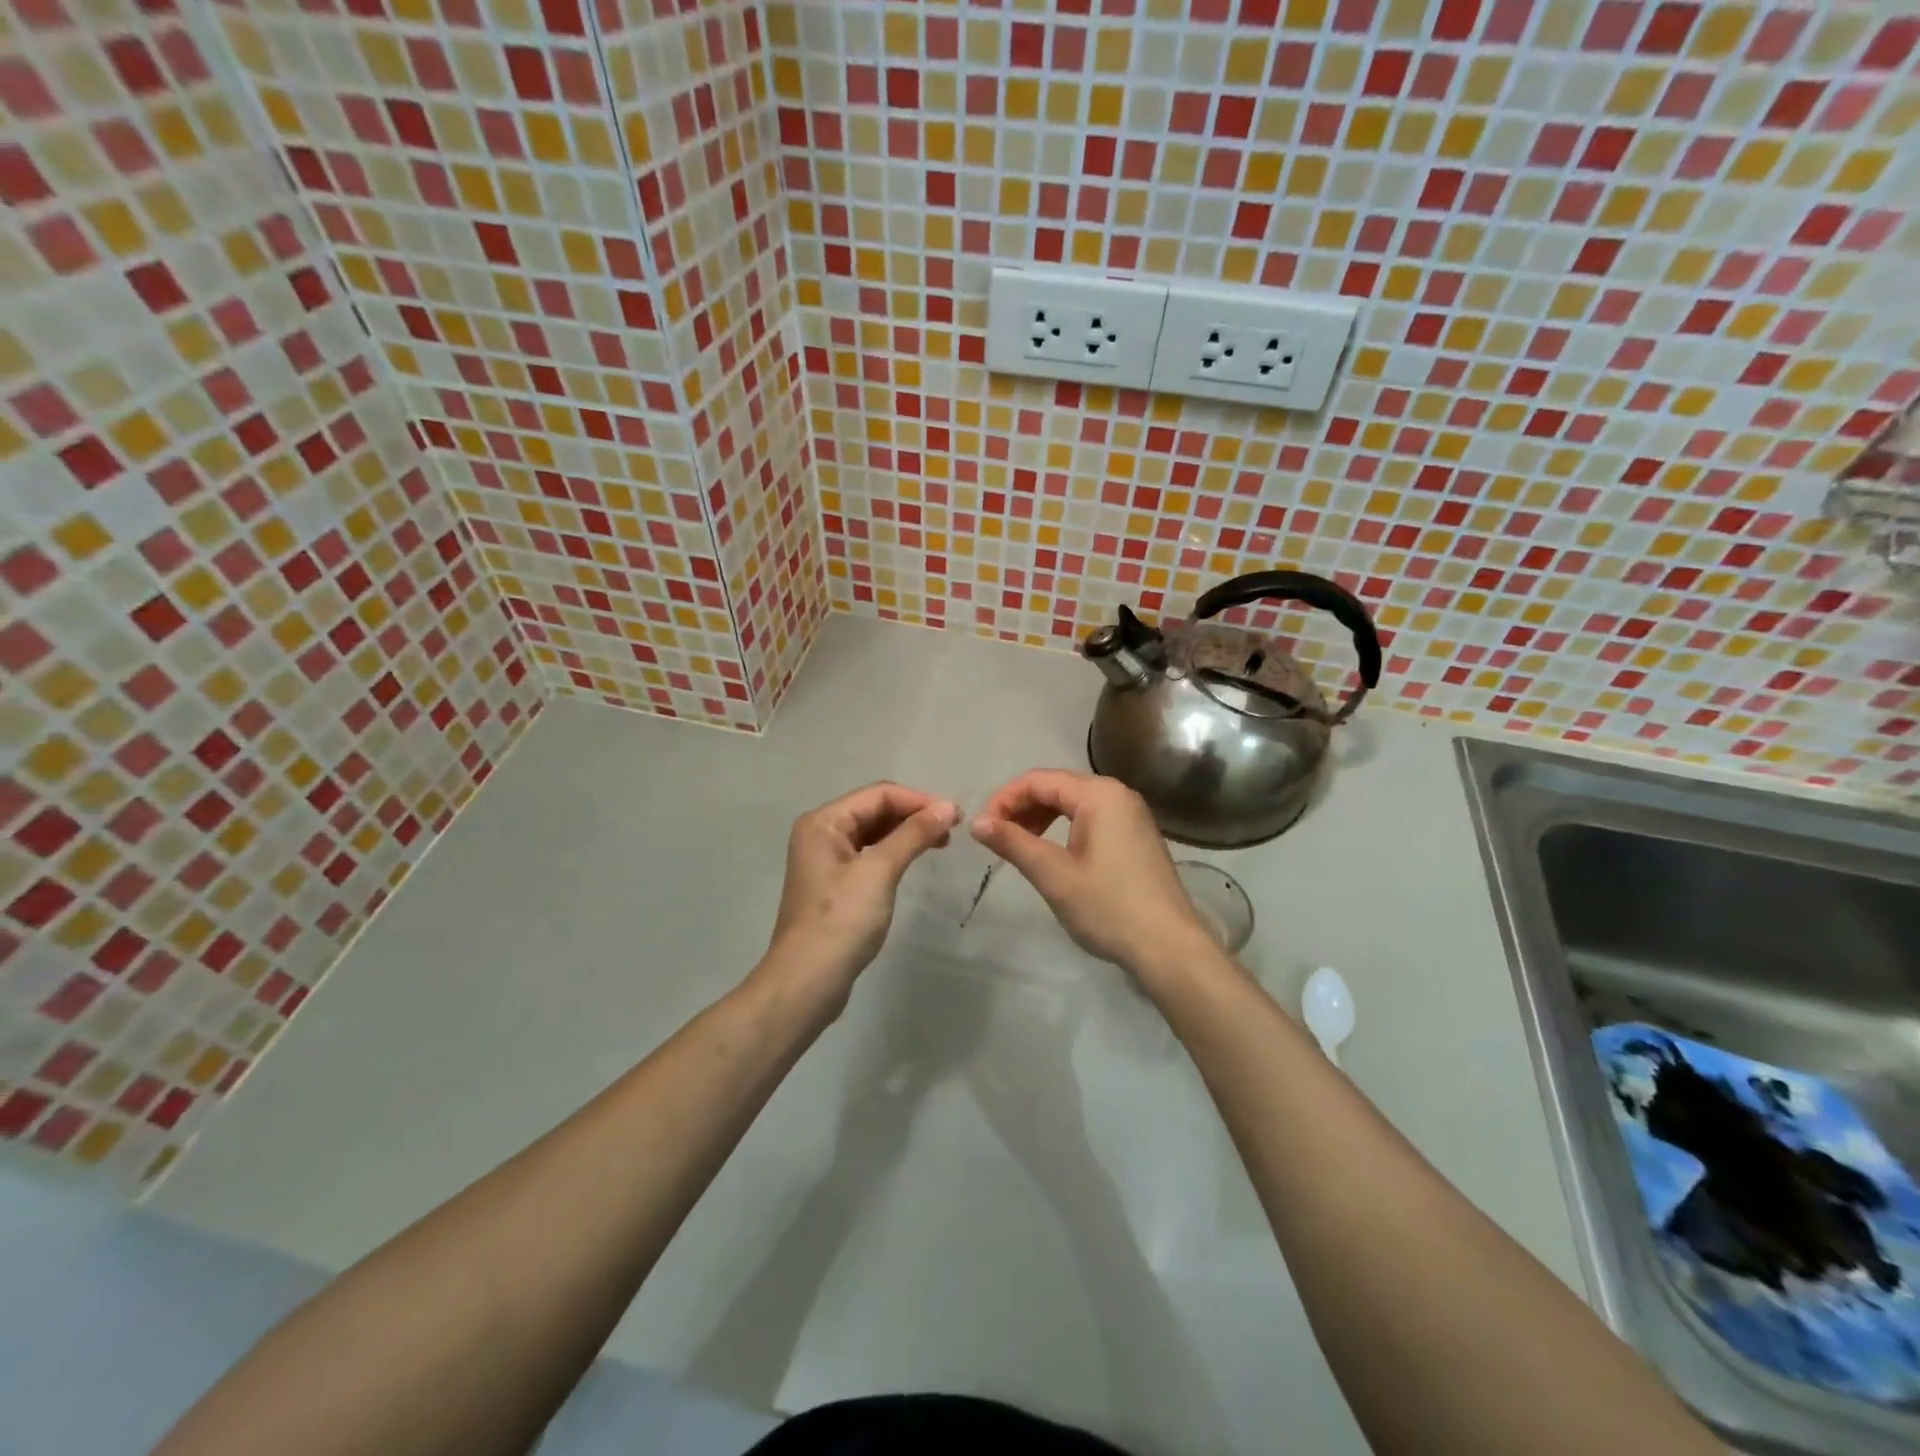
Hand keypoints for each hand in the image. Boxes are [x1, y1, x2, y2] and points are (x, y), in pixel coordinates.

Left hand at [760, 783, 958, 1008]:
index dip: (918, 800)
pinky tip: (913, 860)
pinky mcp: (835, 883)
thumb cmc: (841, 922)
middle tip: (952, 830)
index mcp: (824, 822)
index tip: (955, 815)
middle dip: (913, 815)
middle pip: (875, 809)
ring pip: (873, 832)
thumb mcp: (879, 872)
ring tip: (940, 844)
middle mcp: (821, 832)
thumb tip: (947, 807)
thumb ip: (913, 835)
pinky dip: (894, 852)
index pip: (878, 794)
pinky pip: (869, 854)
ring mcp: (826, 859)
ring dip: (906, 833)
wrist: (806, 983)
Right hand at [970, 770, 1217, 986]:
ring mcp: (1131, 814)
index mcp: (1099, 794)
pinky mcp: (1136, 835)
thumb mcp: (1054, 875)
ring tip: (1019, 845)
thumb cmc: (1108, 907)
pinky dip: (1064, 828)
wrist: (1169, 947)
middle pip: (1057, 786)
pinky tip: (1051, 852)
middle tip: (996, 838)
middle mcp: (1117, 794)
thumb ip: (1013, 842)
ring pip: (1073, 802)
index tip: (982, 828)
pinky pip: (1091, 818)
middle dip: (1021, 807)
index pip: (1039, 780)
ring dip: (1041, 817)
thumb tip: (976, 822)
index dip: (1004, 799)